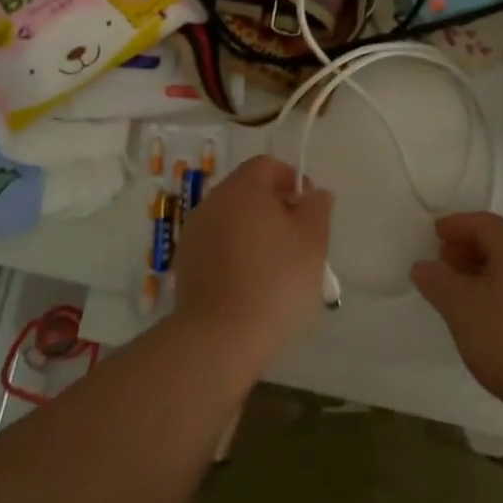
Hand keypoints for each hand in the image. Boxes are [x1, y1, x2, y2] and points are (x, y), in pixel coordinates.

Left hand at [173, 155, 332, 372]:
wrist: (220, 337)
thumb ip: (317, 208)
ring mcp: (193, 234)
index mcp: (242, 189)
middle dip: (273, 207)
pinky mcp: (185, 264)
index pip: (266, 165)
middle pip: (246, 191)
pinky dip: (234, 254)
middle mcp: (212, 202)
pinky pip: (216, 246)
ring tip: (275, 266)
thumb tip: (314, 193)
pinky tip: (249, 284)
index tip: (308, 207)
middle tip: (297, 238)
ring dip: (252, 231)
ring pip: (230, 219)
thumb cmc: (275, 281)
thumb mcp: (313, 242)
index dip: (291, 179)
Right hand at [411, 212, 502, 418]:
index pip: (483, 223)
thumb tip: (423, 265)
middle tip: (446, 263)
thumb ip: (438, 282)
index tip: (435, 235)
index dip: (456, 225)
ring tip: (467, 292)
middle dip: (471, 247)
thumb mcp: (461, 310)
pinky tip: (495, 315)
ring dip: (489, 269)